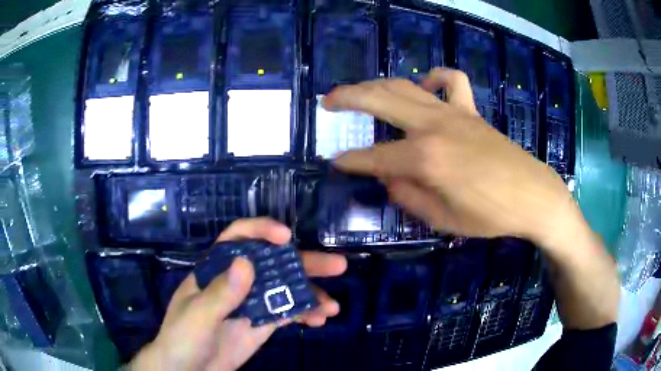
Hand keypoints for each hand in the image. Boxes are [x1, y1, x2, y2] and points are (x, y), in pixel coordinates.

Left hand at [128, 217, 346, 370]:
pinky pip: (288, 312)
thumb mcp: (198, 317)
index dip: (262, 231)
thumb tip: (247, 262)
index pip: (238, 238)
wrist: (187, 369)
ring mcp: (252, 302)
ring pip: (286, 288)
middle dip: (304, 262)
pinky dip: (306, 313)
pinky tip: (320, 320)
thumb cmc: (182, 338)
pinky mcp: (262, 323)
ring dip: (311, 293)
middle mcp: (237, 281)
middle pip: (273, 262)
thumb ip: (221, 293)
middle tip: (337, 265)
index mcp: (216, 270)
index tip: (286, 237)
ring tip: (332, 307)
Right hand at [324, 67, 577, 245]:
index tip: (334, 162)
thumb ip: (407, 196)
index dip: (351, 161)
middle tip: (327, 102)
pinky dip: (434, 78)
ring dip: (377, 85)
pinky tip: (426, 87)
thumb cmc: (490, 215)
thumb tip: (387, 178)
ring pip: (406, 85)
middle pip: (380, 100)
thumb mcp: (442, 219)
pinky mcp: (471, 111)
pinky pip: (452, 81)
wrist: (532, 196)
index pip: (374, 157)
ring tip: (359, 91)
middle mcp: (434, 127)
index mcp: (425, 159)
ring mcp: (454, 113)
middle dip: (347, 98)